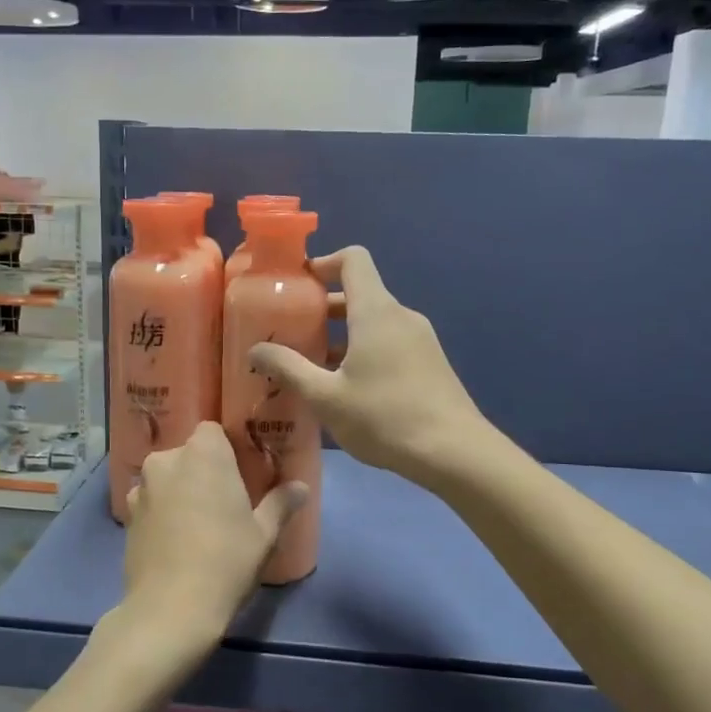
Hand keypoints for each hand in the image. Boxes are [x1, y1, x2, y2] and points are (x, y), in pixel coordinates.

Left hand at [118, 422, 306, 653]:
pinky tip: (176, 540)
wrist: (170, 609)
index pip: (212, 431)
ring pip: (167, 478)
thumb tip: (301, 487)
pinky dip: (162, 512)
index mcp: (203, 454)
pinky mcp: (126, 516)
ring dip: (180, 490)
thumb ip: (281, 503)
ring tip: (198, 523)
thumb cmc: (226, 562)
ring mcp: (141, 488)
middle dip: (203, 470)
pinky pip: (150, 501)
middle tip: (224, 501)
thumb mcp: (264, 534)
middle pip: (188, 453)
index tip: (240, 472)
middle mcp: (167, 461)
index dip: (226, 449)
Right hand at [248, 246, 484, 485]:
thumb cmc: (385, 417)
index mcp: (376, 311)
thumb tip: (255, 349)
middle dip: (322, 307)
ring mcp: (420, 339)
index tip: (295, 286)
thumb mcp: (326, 396)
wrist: (455, 452)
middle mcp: (401, 315)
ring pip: (373, 321)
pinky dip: (363, 350)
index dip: (322, 263)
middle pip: (359, 292)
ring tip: (311, 365)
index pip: (353, 259)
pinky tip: (346, 388)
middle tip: (291, 332)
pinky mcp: (430, 362)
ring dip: (341, 334)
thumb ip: (288, 369)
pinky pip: (389, 342)